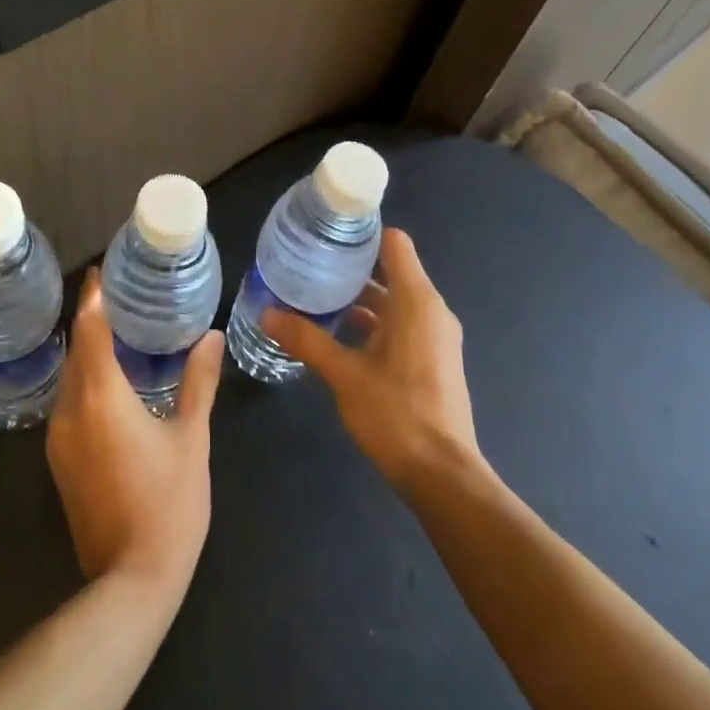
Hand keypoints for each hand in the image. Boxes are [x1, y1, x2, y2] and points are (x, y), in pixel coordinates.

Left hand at [45, 270, 225, 595]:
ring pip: (69, 379)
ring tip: (118, 333)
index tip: (101, 272)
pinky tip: (110, 383)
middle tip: (118, 297)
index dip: (93, 298)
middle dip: (91, 321)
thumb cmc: (169, 502)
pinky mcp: (60, 462)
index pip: (90, 330)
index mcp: (101, 396)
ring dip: (87, 352)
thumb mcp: (191, 437)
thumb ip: (198, 382)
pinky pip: (69, 403)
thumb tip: (212, 337)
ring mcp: (59, 439)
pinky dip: (85, 381)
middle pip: (76, 351)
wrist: (131, 581)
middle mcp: (70, 410)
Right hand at [264, 228, 479, 491]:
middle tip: (309, 264)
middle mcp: (431, 311)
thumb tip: (266, 313)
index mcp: (416, 302)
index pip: (394, 244)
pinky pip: (401, 324)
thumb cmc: (396, 415)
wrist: (442, 476)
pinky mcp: (433, 359)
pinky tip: (339, 334)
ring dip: (360, 297)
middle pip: (391, 270)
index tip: (327, 234)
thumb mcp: (344, 375)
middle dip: (352, 266)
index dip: (363, 233)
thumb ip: (306, 340)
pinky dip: (374, 321)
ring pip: (395, 300)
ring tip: (317, 296)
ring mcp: (435, 336)